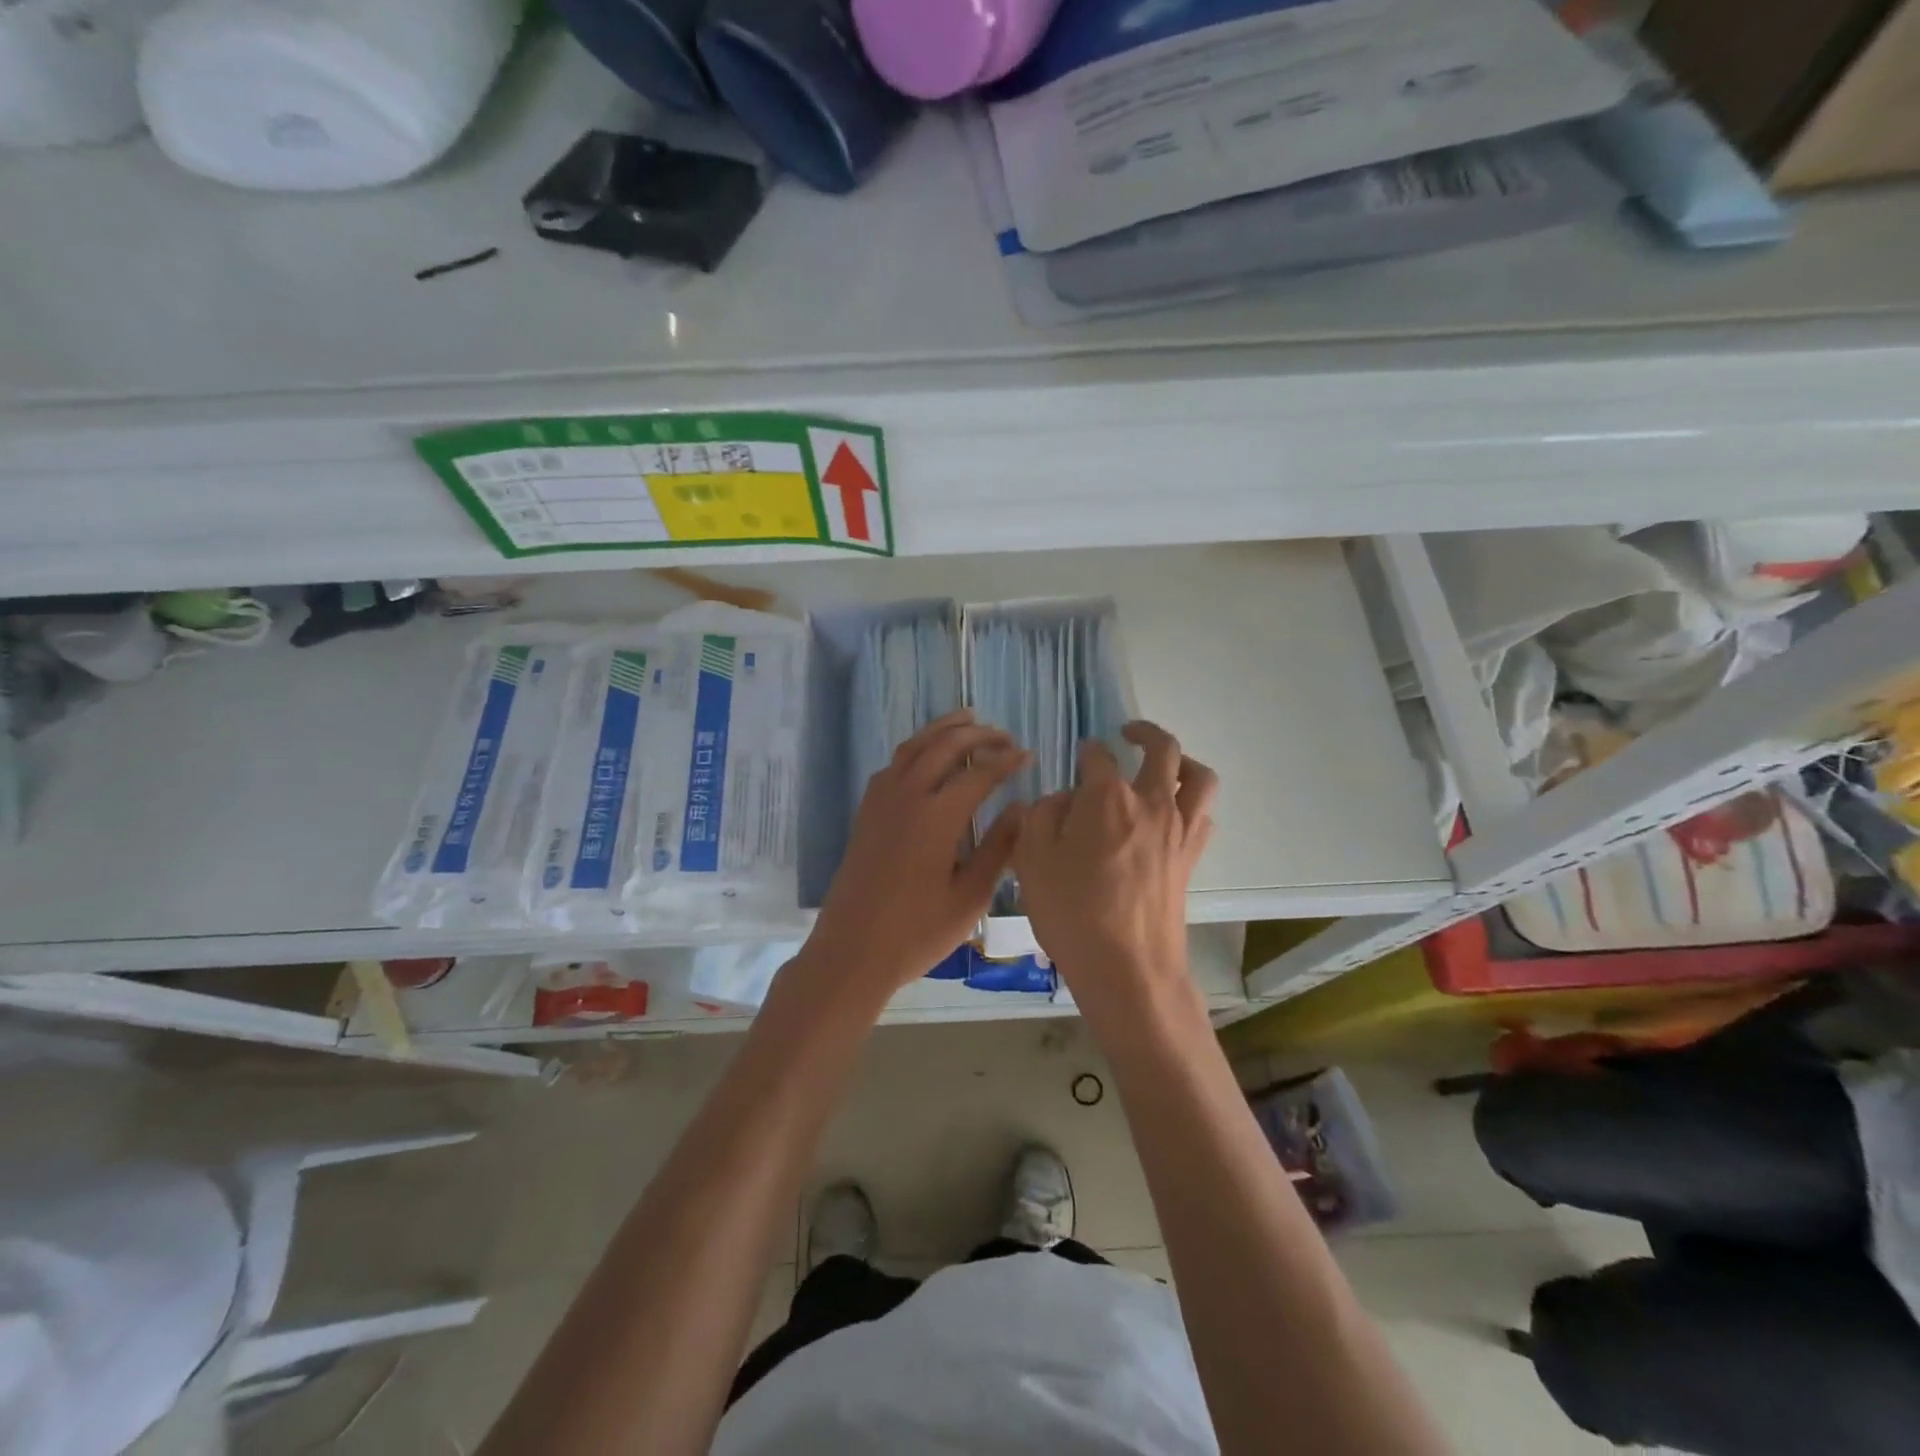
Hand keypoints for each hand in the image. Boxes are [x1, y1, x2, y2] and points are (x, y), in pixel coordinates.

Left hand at [806, 710, 1028, 995]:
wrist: (852, 952)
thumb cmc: (916, 933)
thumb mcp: (969, 897)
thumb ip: (997, 848)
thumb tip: (1020, 809)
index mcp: (936, 816)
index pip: (979, 774)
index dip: (1006, 761)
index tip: (1028, 755)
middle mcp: (907, 796)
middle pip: (944, 746)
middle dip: (978, 734)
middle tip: (1004, 735)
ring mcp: (881, 801)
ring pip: (914, 747)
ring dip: (942, 729)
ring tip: (967, 719)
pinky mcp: (866, 812)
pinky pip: (893, 764)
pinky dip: (916, 749)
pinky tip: (926, 757)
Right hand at [1011, 721, 1217, 1002]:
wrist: (1128, 968)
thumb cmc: (1072, 912)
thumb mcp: (1032, 859)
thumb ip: (1041, 816)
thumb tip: (1061, 800)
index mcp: (1107, 797)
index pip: (1098, 756)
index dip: (1086, 752)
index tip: (1079, 756)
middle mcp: (1151, 802)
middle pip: (1163, 749)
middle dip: (1145, 732)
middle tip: (1129, 732)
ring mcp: (1178, 830)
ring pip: (1199, 777)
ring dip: (1184, 761)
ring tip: (1167, 765)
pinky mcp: (1191, 858)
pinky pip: (1203, 816)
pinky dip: (1192, 804)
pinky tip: (1173, 815)